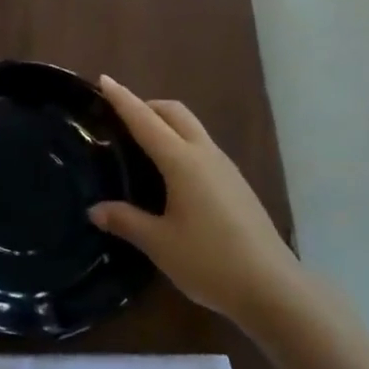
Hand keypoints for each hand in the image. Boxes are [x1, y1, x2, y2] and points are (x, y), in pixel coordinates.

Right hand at [88, 75, 301, 321]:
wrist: (273, 288)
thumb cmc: (209, 261)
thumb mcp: (159, 244)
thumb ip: (126, 221)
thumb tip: (95, 209)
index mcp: (182, 162)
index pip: (145, 120)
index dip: (123, 99)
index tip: (104, 79)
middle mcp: (205, 154)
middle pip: (174, 112)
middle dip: (147, 105)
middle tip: (120, 116)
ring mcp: (225, 168)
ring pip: (191, 128)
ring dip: (166, 123)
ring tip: (142, 143)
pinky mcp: (236, 184)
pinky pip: (202, 147)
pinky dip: (180, 142)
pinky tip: (171, 174)